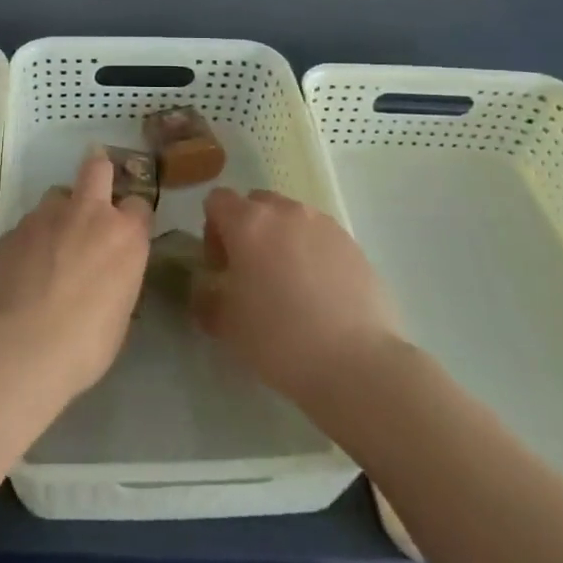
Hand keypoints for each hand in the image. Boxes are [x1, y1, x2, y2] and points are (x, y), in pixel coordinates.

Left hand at [0, 151, 151, 400]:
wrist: (19, 348)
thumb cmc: (84, 344)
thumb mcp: (120, 316)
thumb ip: (117, 281)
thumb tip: (106, 279)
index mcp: (124, 236)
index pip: (140, 205)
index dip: (133, 217)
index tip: (127, 233)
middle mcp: (87, 214)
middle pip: (97, 168)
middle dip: (98, 172)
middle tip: (93, 193)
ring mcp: (44, 217)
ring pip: (55, 197)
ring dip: (59, 214)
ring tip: (51, 247)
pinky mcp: (11, 231)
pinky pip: (26, 227)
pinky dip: (29, 242)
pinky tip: (23, 272)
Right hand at [191, 188, 401, 404]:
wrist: (356, 363)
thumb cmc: (279, 338)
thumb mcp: (225, 324)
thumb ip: (205, 297)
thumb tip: (206, 289)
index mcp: (248, 222)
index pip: (217, 200)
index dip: (212, 230)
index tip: (221, 267)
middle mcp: (285, 211)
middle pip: (256, 203)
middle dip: (248, 230)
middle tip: (251, 273)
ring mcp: (324, 224)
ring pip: (291, 218)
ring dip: (282, 239)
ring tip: (289, 284)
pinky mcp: (353, 244)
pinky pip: (321, 236)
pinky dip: (312, 253)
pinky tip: (319, 293)